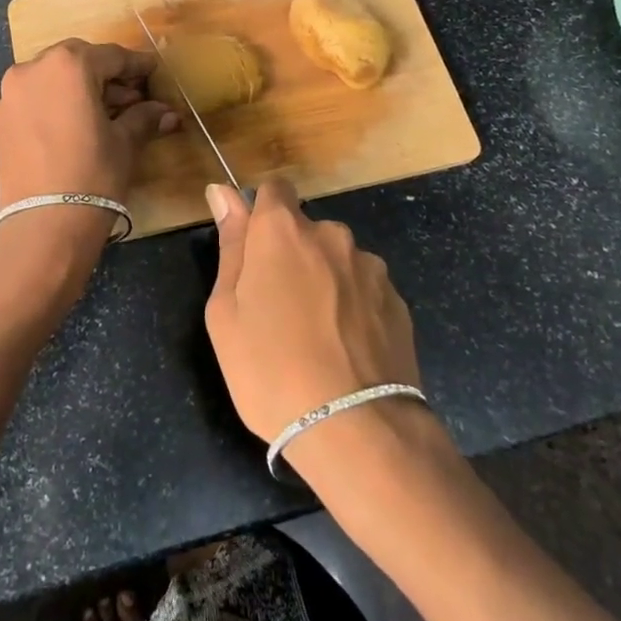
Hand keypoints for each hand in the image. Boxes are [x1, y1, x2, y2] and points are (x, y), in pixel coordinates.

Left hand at [0, 41, 177, 321]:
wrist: (44, 226)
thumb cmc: (93, 174)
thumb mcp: (125, 142)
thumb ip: (143, 117)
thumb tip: (167, 112)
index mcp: (68, 64)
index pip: (111, 56)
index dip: (136, 65)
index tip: (153, 71)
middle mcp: (33, 68)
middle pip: (78, 60)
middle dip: (106, 75)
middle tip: (131, 96)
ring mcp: (10, 94)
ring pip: (53, 77)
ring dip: (79, 88)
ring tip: (106, 113)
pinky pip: (34, 99)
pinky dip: (55, 103)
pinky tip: (74, 126)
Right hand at [203, 180, 424, 456]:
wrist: (356, 431)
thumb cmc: (270, 369)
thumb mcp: (225, 311)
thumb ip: (230, 244)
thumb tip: (223, 192)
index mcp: (283, 229)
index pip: (273, 189)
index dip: (261, 214)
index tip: (254, 252)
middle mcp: (331, 234)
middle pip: (305, 230)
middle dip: (292, 255)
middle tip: (278, 310)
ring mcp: (369, 267)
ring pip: (337, 261)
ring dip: (325, 281)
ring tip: (318, 338)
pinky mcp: (397, 301)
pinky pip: (364, 291)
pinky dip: (353, 309)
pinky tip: (347, 352)